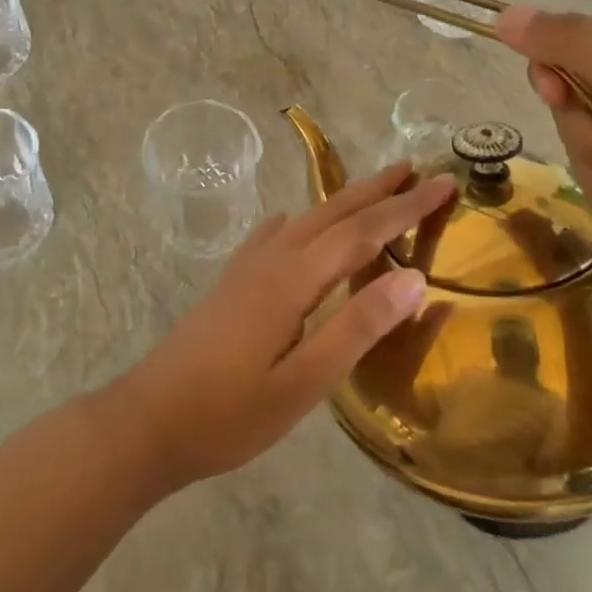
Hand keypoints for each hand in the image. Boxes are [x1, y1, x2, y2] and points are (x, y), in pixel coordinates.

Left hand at [115, 162, 455, 487]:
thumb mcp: (304, 383)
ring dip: (345, 202)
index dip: (406, 207)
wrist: (147, 421)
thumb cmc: (229, 414)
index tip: (444, 183)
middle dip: (379, 191)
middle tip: (417, 171)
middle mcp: (271, 260)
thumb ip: (357, 327)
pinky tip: (295, 223)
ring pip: (306, 220)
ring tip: (375, 190)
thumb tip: (412, 277)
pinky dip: (300, 222)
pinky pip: (275, 236)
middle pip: (333, 213)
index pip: (362, 231)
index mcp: (293, 279)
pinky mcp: (231, 283)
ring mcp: (246, 268)